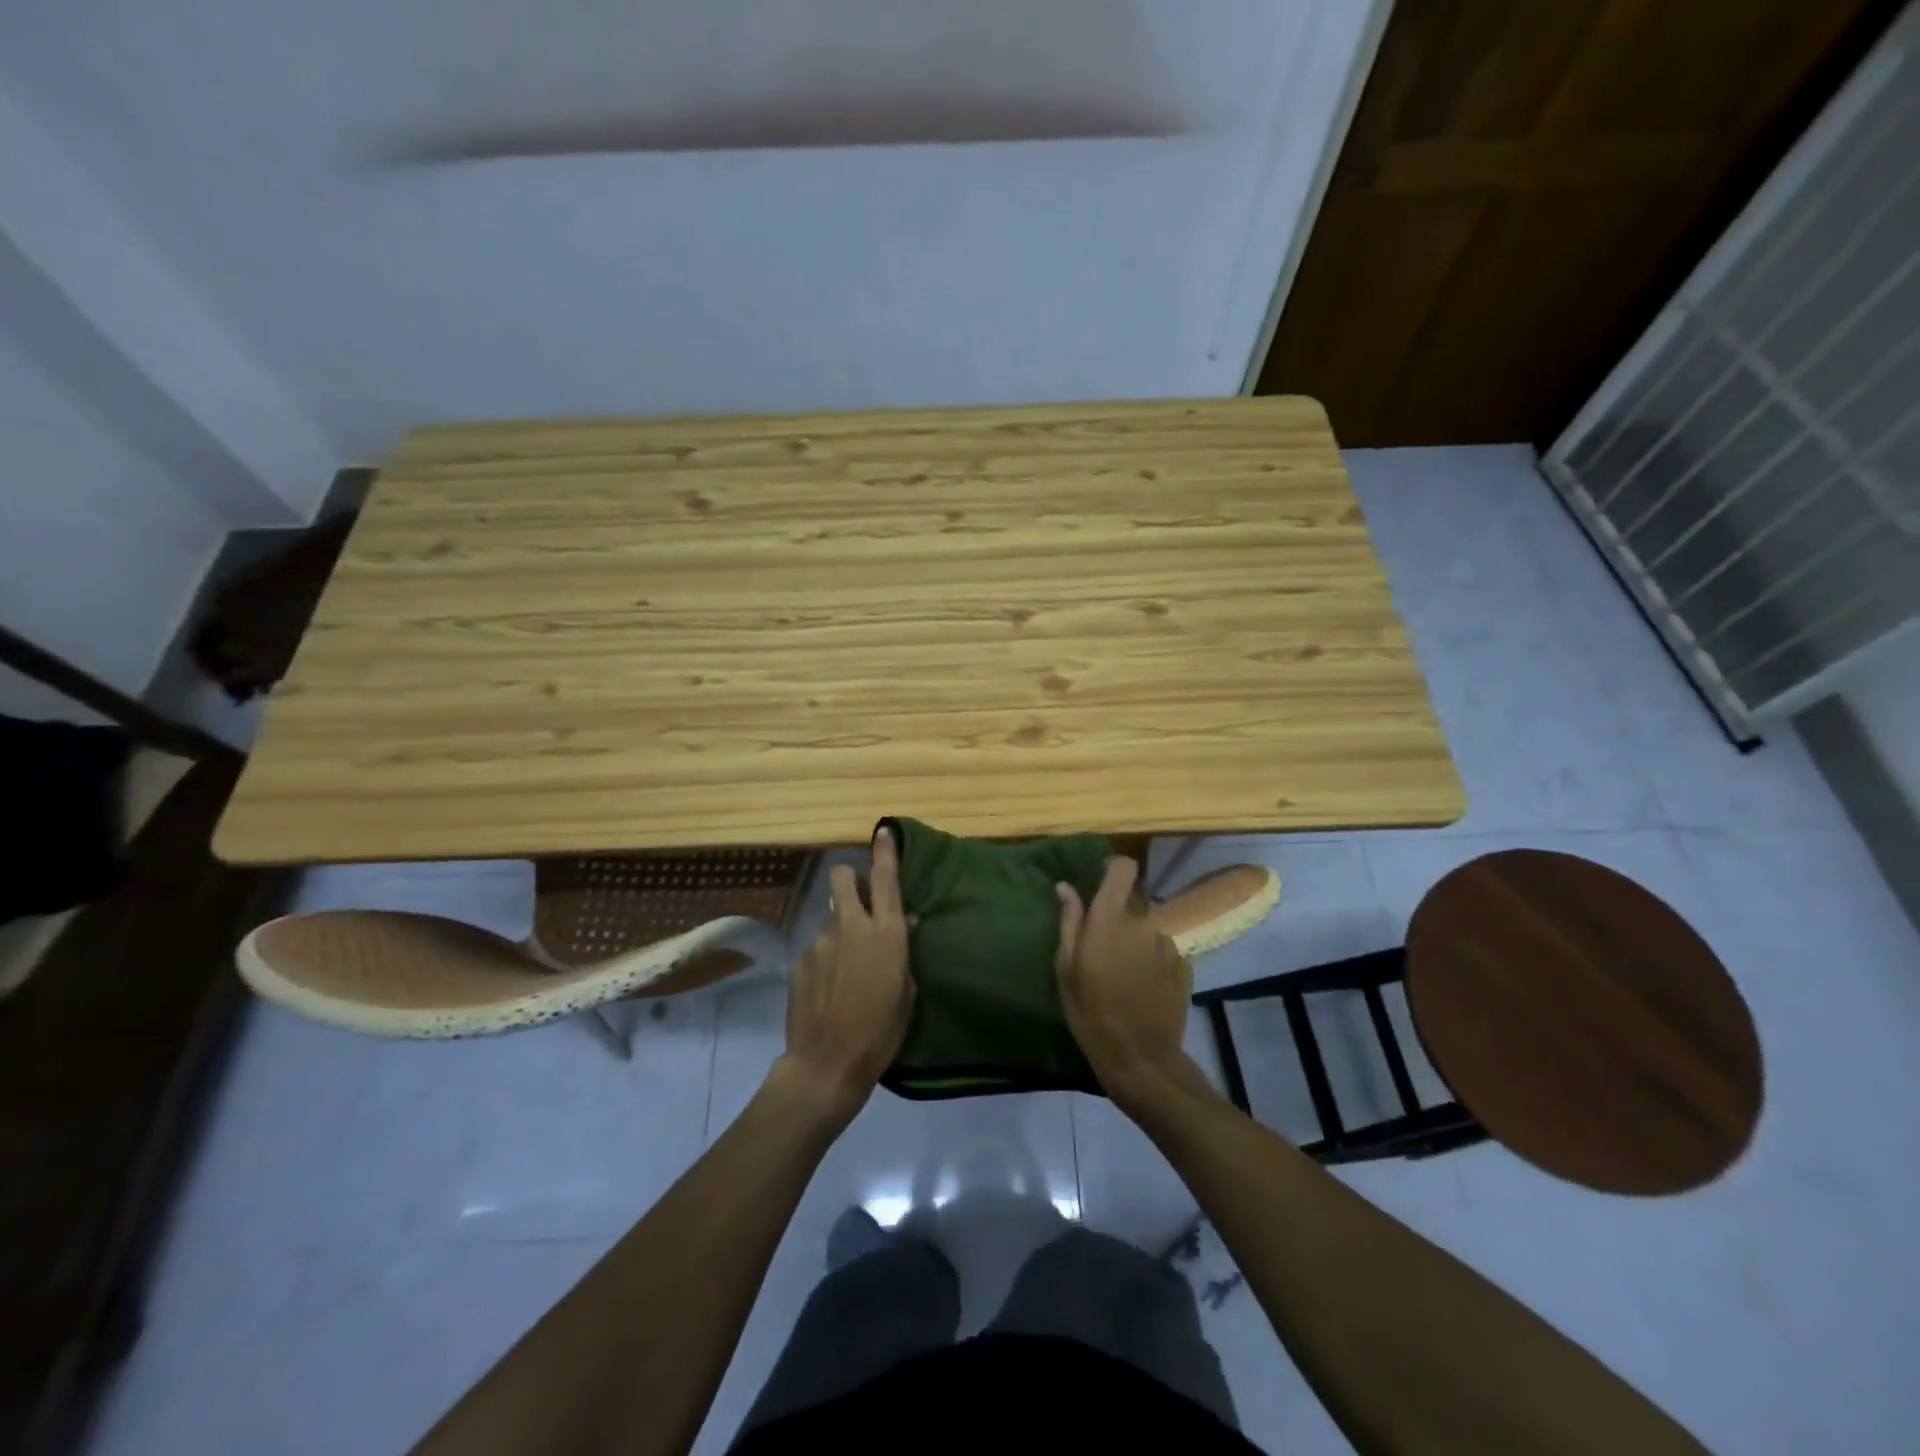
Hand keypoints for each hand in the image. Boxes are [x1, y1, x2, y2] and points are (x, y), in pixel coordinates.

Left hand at [776, 828, 914, 1122]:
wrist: (828, 1062)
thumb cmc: (881, 1030)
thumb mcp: (906, 990)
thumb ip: (901, 950)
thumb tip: (902, 923)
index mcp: (885, 932)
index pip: (886, 878)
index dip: (885, 850)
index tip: (884, 830)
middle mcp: (851, 926)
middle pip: (843, 877)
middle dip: (850, 878)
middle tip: (857, 898)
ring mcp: (820, 940)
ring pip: (830, 917)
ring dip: (839, 931)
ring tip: (844, 968)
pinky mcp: (800, 959)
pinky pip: (816, 947)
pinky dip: (824, 959)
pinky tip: (827, 988)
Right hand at [1055, 856, 1196, 1109]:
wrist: (1141, 1058)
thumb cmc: (1092, 1012)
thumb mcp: (1067, 968)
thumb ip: (1070, 921)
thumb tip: (1065, 887)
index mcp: (1111, 918)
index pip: (1123, 868)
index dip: (1113, 870)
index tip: (1100, 883)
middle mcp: (1144, 923)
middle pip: (1132, 903)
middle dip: (1118, 918)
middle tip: (1102, 950)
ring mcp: (1167, 944)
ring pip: (1147, 929)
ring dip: (1136, 942)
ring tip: (1123, 975)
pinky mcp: (1183, 965)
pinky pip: (1162, 952)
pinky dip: (1151, 962)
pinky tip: (1142, 989)